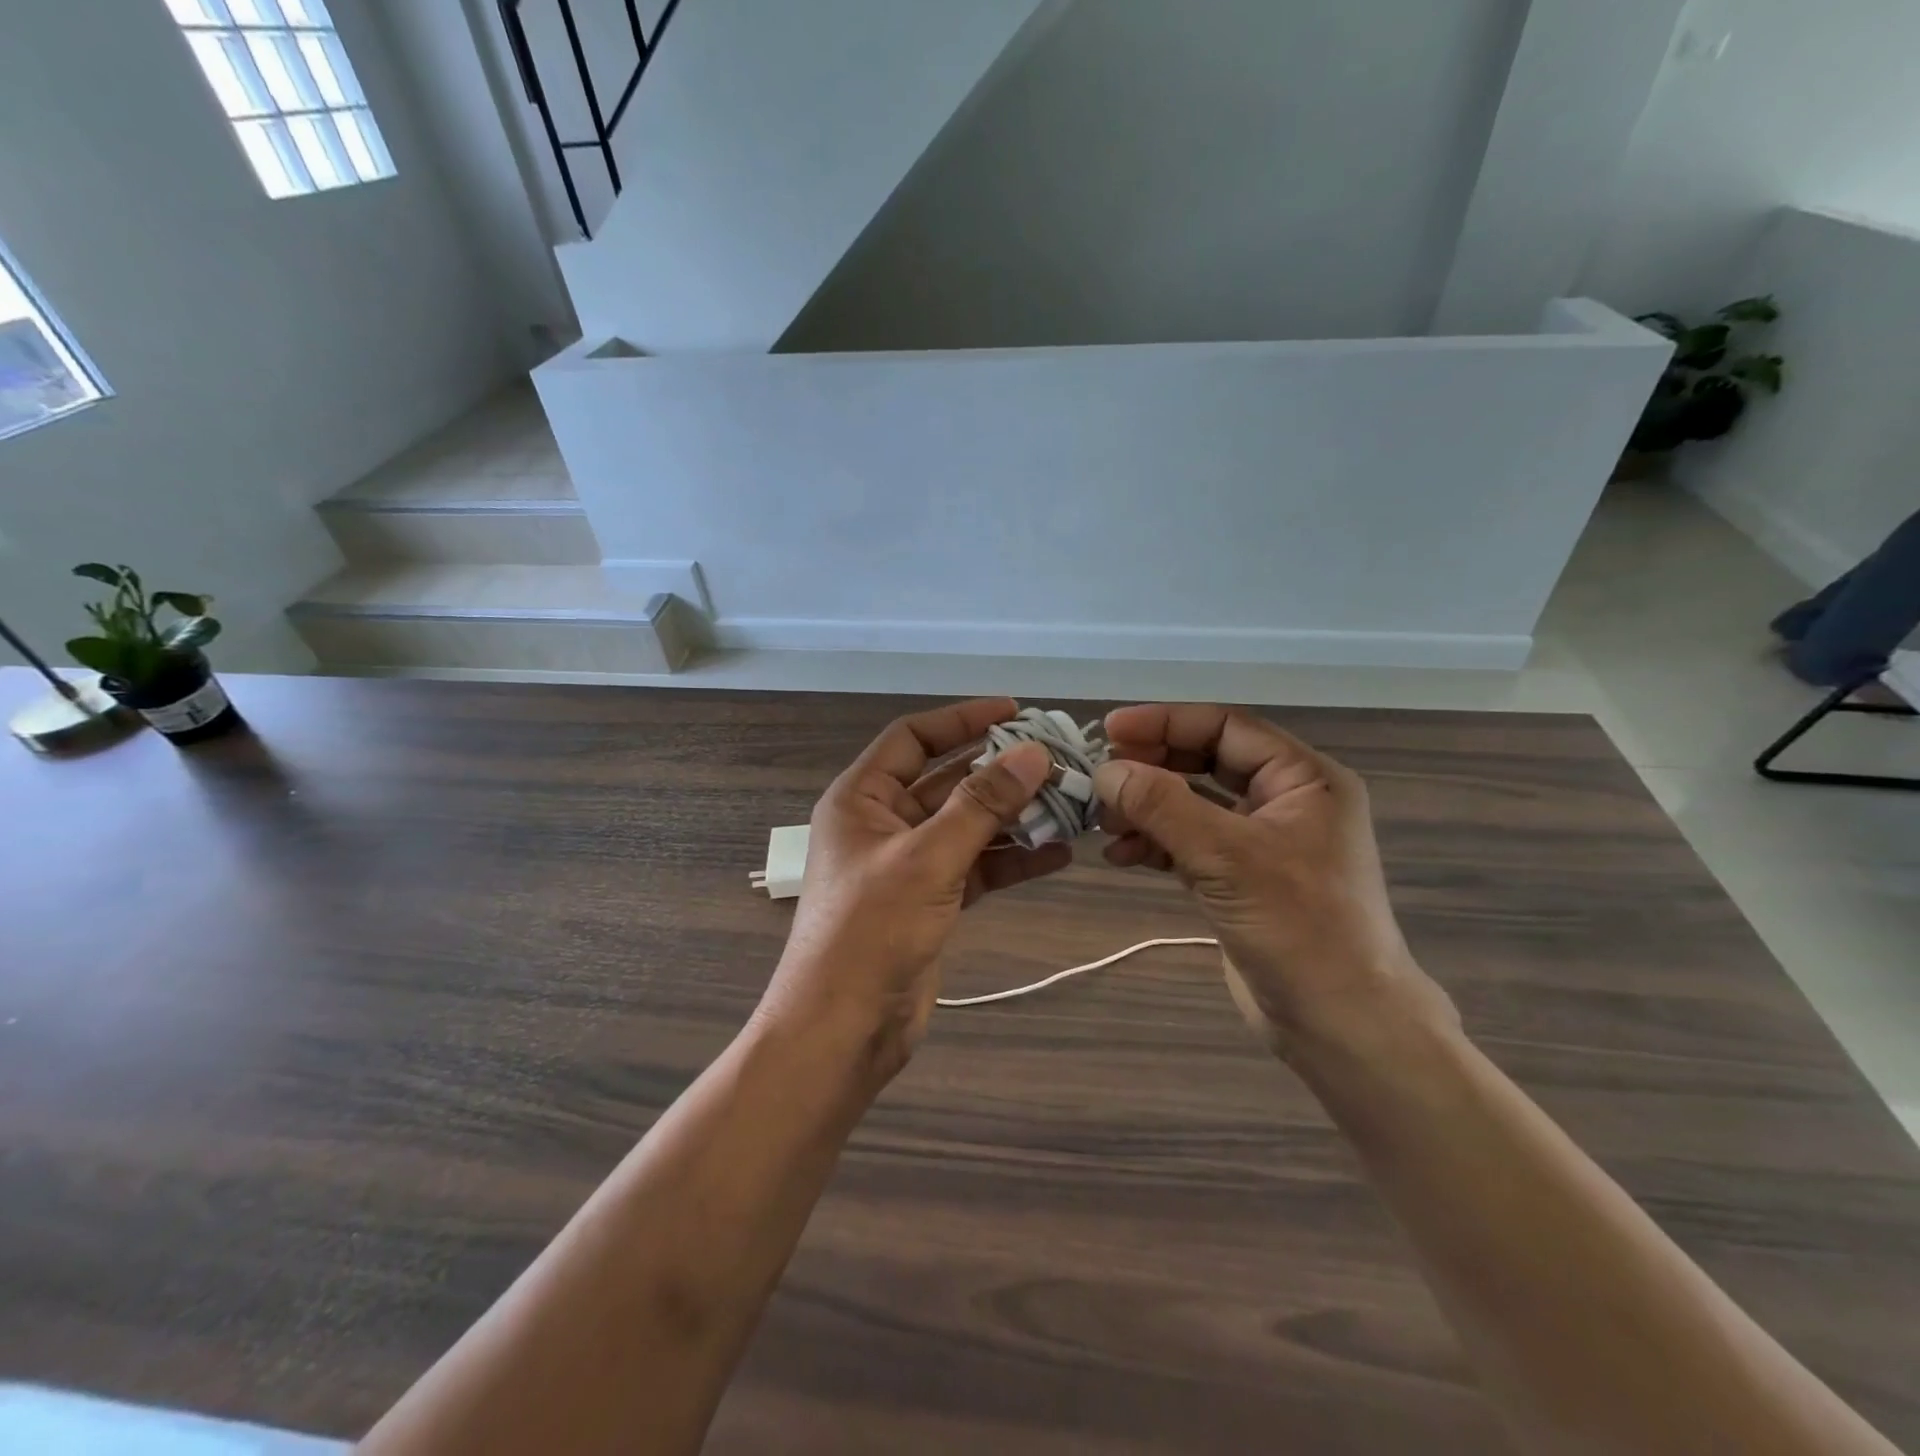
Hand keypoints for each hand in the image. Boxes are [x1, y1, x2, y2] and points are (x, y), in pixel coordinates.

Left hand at [761, 698, 1072, 1080]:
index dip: (962, 719)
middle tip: (1058, 760)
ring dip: (1014, 816)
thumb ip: (982, 804)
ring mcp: (909, 863)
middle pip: (948, 780)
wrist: (844, 1029)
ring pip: (968, 825)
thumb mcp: (927, 858)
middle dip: (1000, 772)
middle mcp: (884, 822)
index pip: (913, 738)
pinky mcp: (931, 900)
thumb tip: (1033, 753)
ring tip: (1069, 805)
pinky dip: (1012, 860)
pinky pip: (977, 866)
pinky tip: (1057, 853)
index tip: (1015, 712)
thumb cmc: (871, 930)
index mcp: (862, 797)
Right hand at [1095, 704, 1453, 1059]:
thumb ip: (1163, 807)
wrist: (1340, 1025)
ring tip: (1104, 823)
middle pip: (1205, 762)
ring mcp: (1261, 842)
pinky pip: (1189, 843)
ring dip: (1146, 808)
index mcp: (1303, 780)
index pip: (1226, 727)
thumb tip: (1106, 770)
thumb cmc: (1299, 929)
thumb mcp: (1227, 858)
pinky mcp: (1240, 879)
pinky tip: (1122, 856)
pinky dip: (1155, 844)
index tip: (1110, 730)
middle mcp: (1285, 801)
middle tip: (1101, 777)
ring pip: (1192, 805)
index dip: (1166, 723)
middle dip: (1152, 768)